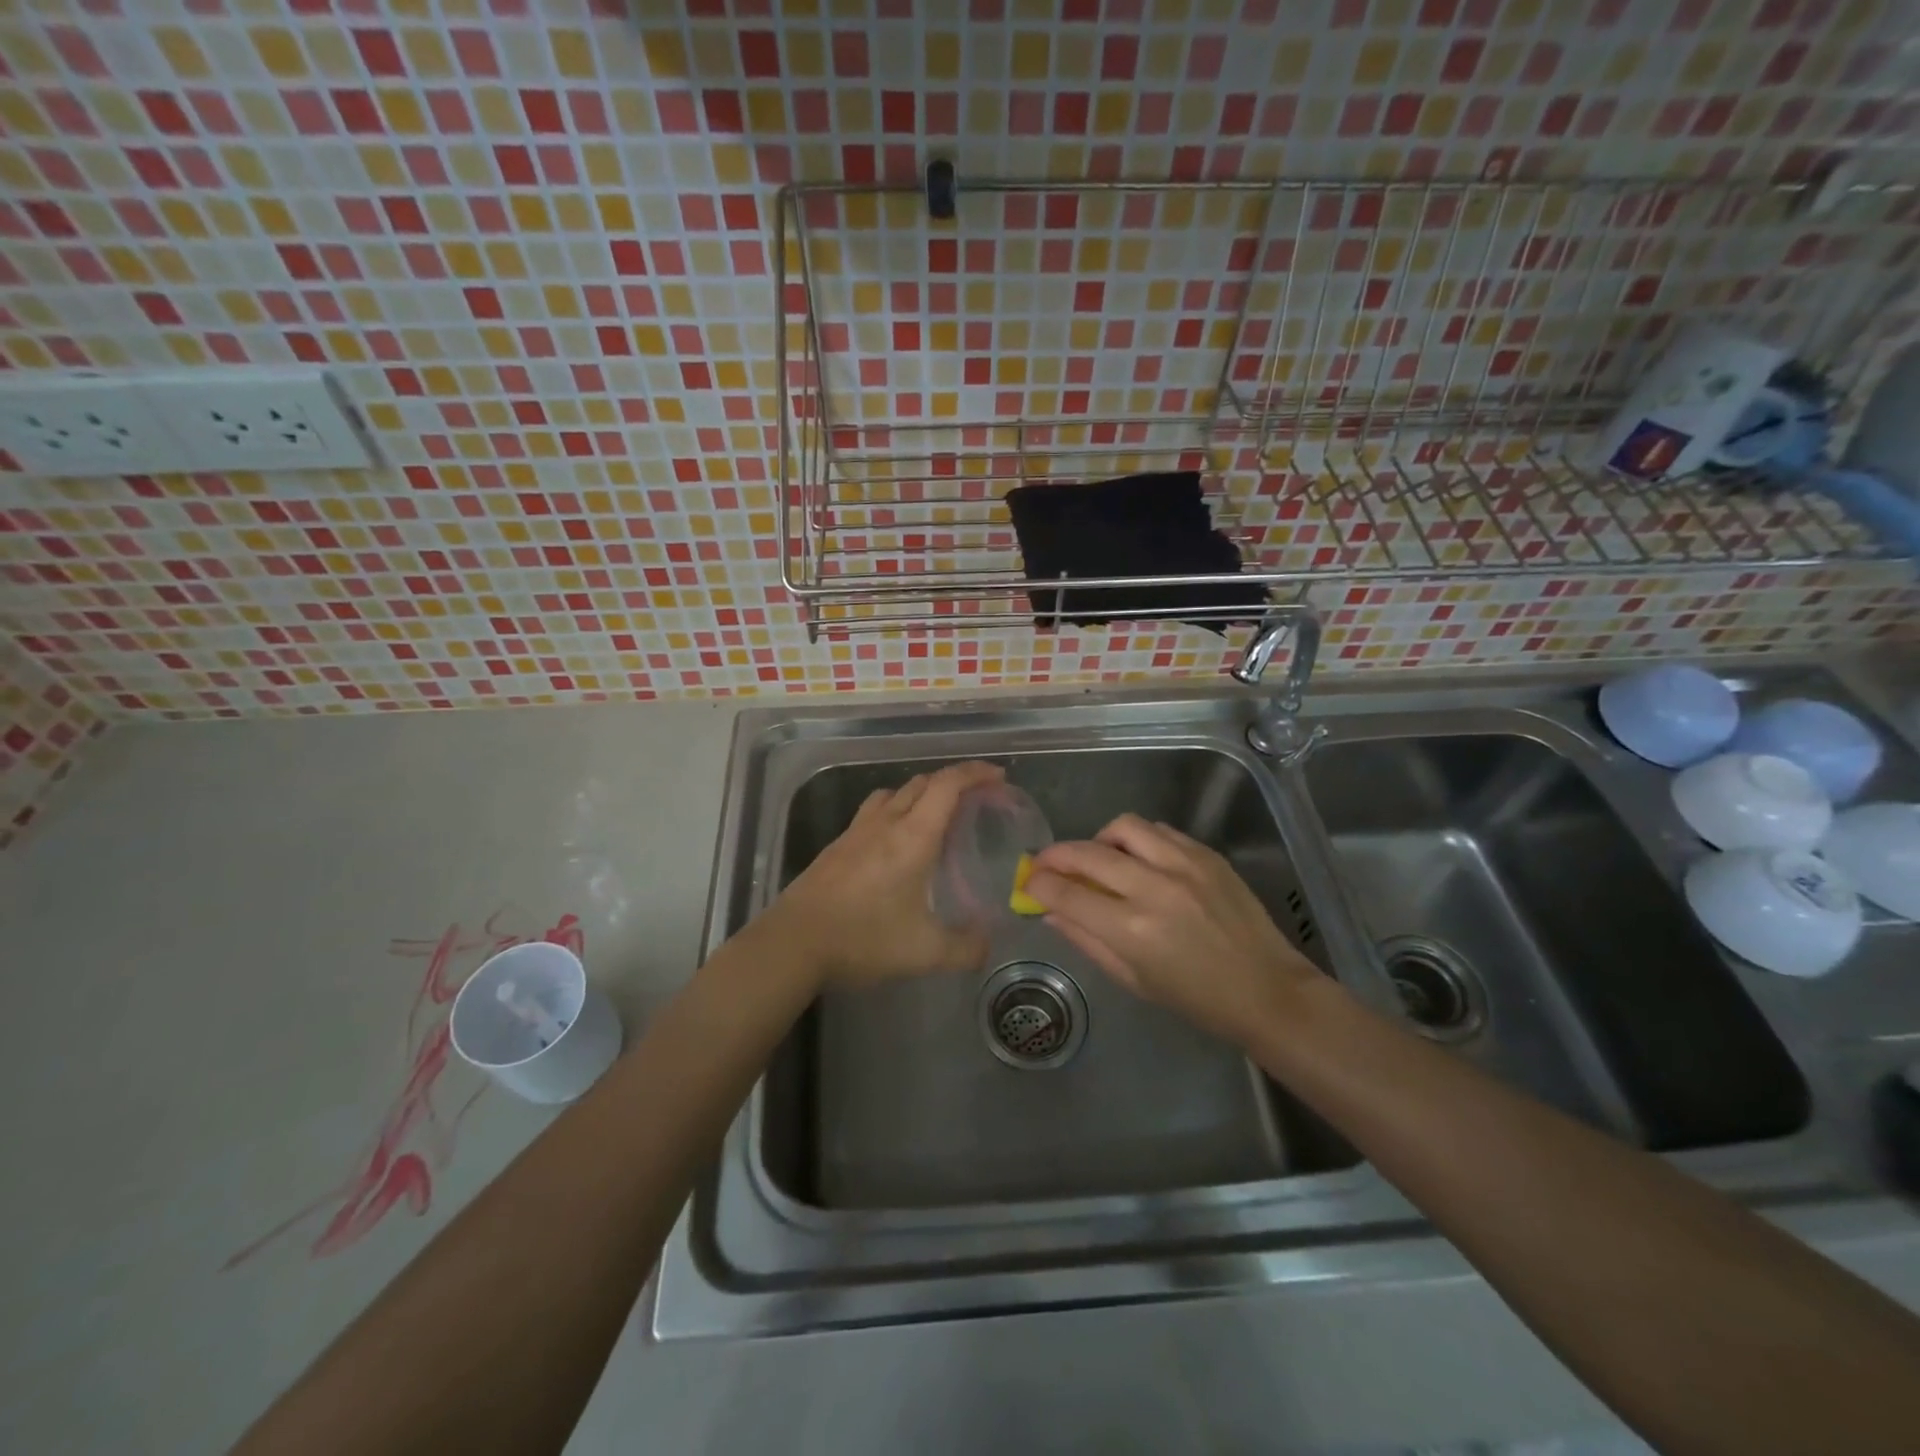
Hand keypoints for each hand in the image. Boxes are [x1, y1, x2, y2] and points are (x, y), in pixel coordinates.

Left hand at [759, 760, 1004, 989]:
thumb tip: (987, 944)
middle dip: (954, 782)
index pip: (948, 785)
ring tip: (936, 816)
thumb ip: (965, 948)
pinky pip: (873, 812)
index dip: (975, 773)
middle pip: (922, 782)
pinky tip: (895, 843)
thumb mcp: (925, 952)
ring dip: (921, 793)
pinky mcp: (837, 845)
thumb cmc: (863, 938)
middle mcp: (886, 822)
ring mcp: (856, 831)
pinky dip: (894, 811)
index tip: (998, 776)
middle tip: (976, 799)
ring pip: (894, 793)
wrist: (793, 942)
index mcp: (913, 836)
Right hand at [1024, 814, 1323, 1045]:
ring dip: (1099, 840)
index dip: (1038, 884)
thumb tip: (1050, 910)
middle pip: (1086, 853)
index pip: (1066, 892)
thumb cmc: (1196, 998)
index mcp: (1132, 929)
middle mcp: (1154, 888)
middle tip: (1046, 864)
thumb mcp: (1132, 979)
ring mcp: (1184, 865)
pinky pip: (1159, 831)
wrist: (1268, 990)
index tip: (1028, 882)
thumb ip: (1086, 939)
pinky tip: (1140, 860)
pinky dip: (1138, 841)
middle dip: (1055, 855)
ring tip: (1100, 859)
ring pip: (1123, 827)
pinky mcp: (1206, 854)